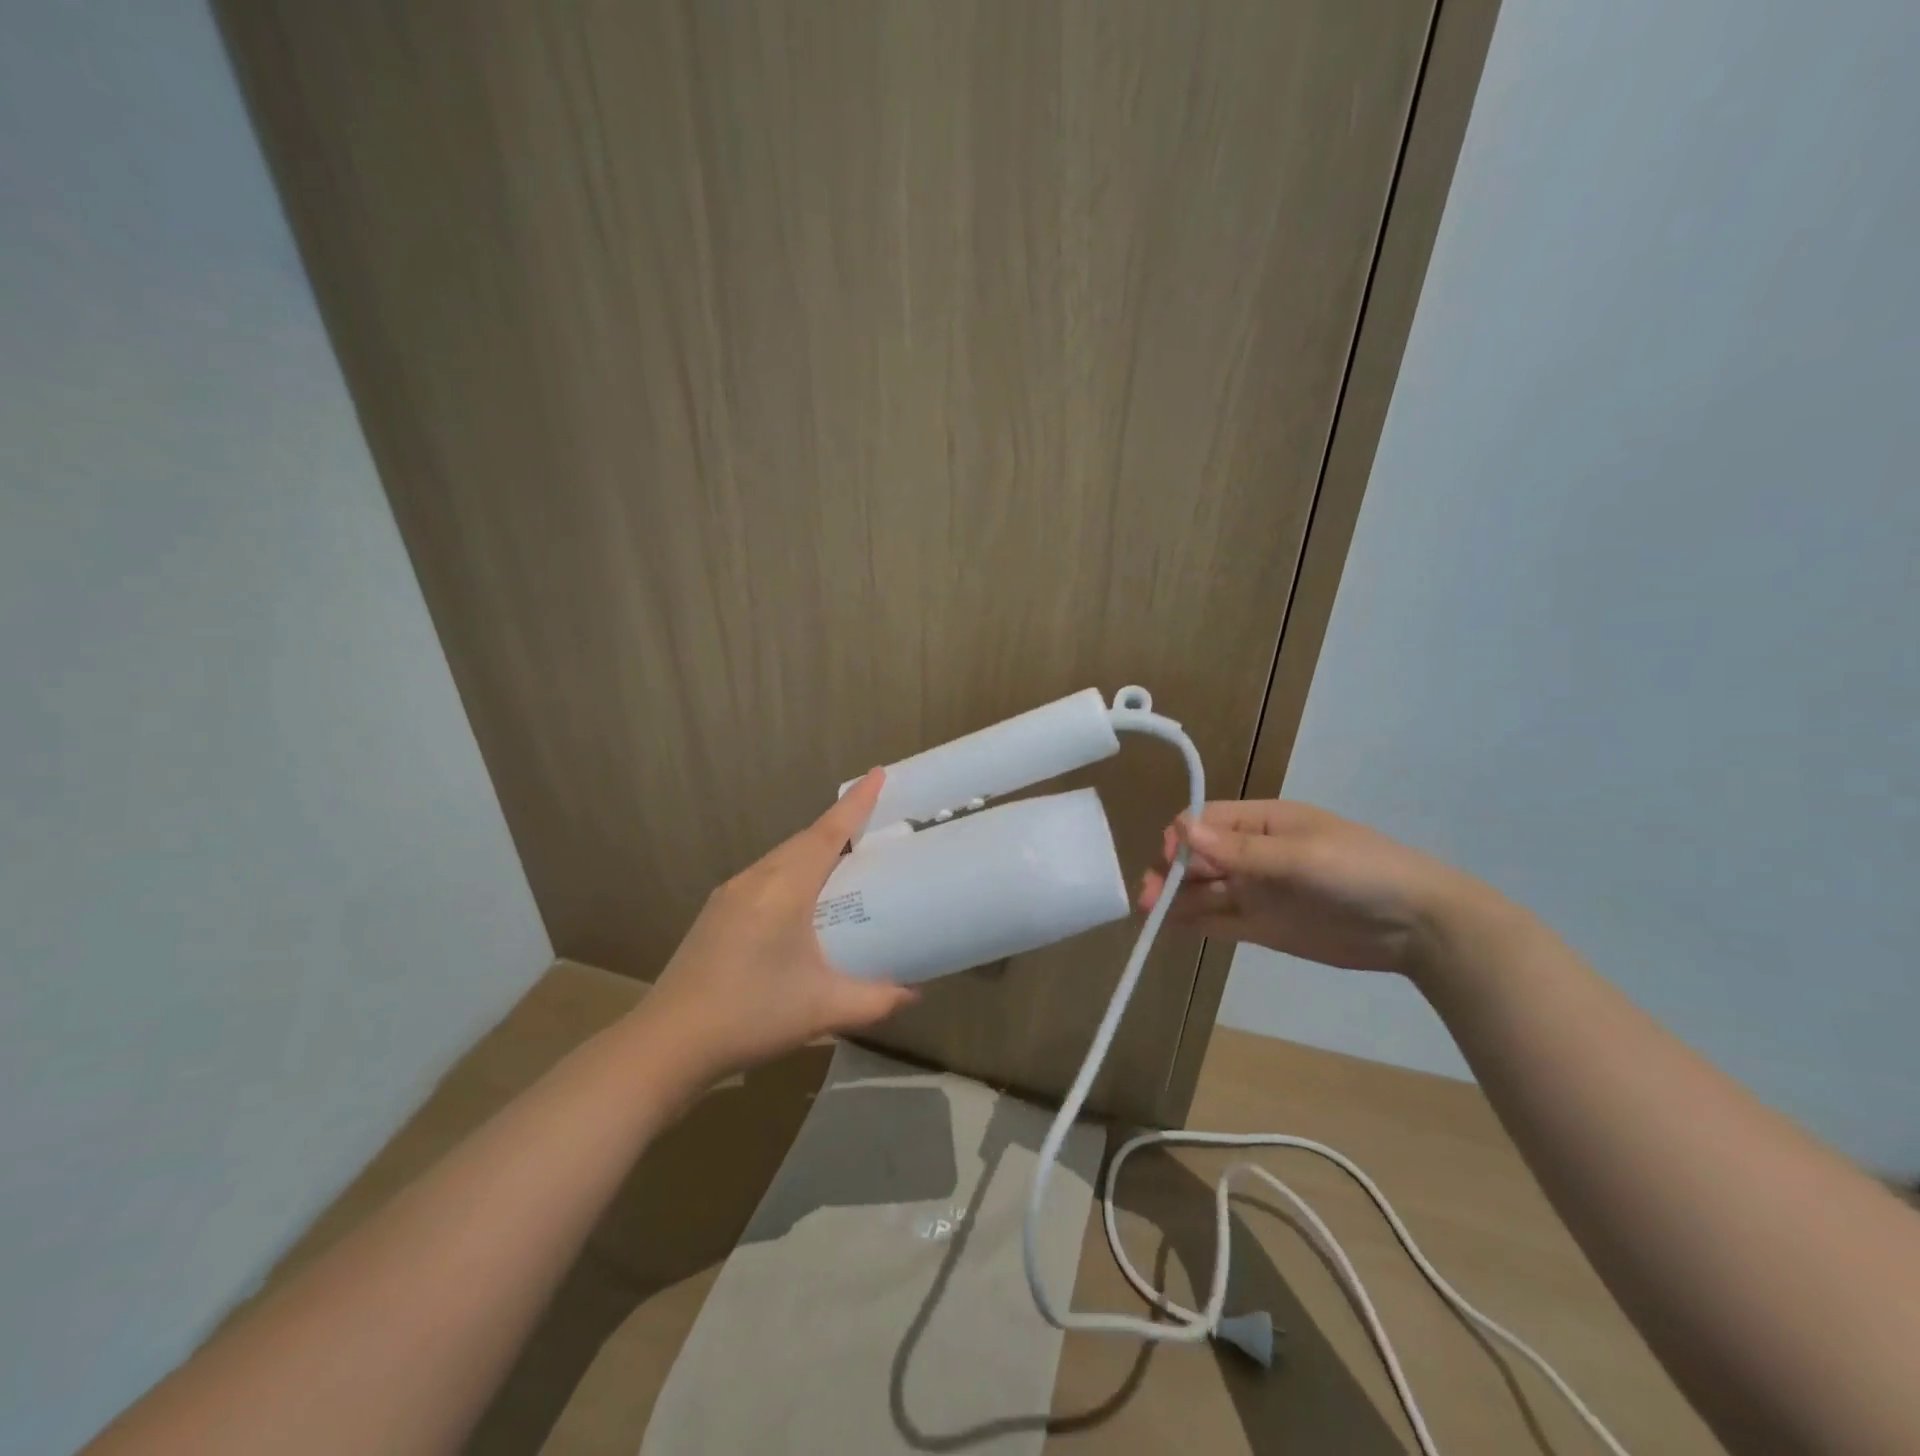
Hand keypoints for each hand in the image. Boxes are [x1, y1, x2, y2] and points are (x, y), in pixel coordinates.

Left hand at [643, 769, 917, 1078]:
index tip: (877, 774)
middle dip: (839, 825)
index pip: (828, 833)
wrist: (668, 1043)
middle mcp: (755, 879)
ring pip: (781, 856)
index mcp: (784, 889)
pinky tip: (799, 898)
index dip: (855, 803)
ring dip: (813, 849)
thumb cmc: (751, 1016)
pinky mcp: (716, 913)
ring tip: (843, 860)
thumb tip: (914, 995)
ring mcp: (730, 894)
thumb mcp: (823, 1008)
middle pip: (804, 839)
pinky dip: (791, 870)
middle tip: (873, 825)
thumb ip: (876, 999)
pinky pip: (764, 874)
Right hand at [1137, 800, 1488, 978]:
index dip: (1184, 838)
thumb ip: (1240, 849)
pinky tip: (1168, 926)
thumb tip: (1182, 829)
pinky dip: (1194, 922)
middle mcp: (1253, 854)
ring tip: (1148, 911)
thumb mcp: (1300, 856)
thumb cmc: (1359, 872)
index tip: (1170, 860)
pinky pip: (1220, 920)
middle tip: (1147, 894)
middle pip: (1200, 858)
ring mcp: (1258, 891)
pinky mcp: (1264, 927)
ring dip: (1176, 898)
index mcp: (1264, 822)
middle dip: (1172, 871)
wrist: (1418, 927)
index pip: (1208, 822)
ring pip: (1205, 891)